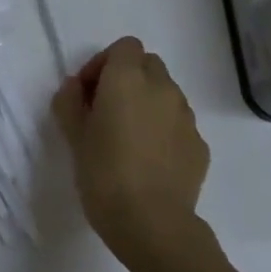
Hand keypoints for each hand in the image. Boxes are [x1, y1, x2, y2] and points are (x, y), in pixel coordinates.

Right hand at [52, 36, 210, 271]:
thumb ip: (70, 102)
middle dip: (128, 79)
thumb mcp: (74, 137)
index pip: (124, 47)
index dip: (104, 63)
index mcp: (128, 79)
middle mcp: (162, 88)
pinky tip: (150, 161)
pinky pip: (179, 124)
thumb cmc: (104, 175)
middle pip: (148, 65)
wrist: (152, 224)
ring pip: (166, 94)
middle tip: (107, 111)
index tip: (89, 93)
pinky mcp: (200, 144)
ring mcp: (186, 116)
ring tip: (129, 139)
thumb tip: (76, 86)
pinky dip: (164, 130)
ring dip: (147, 104)